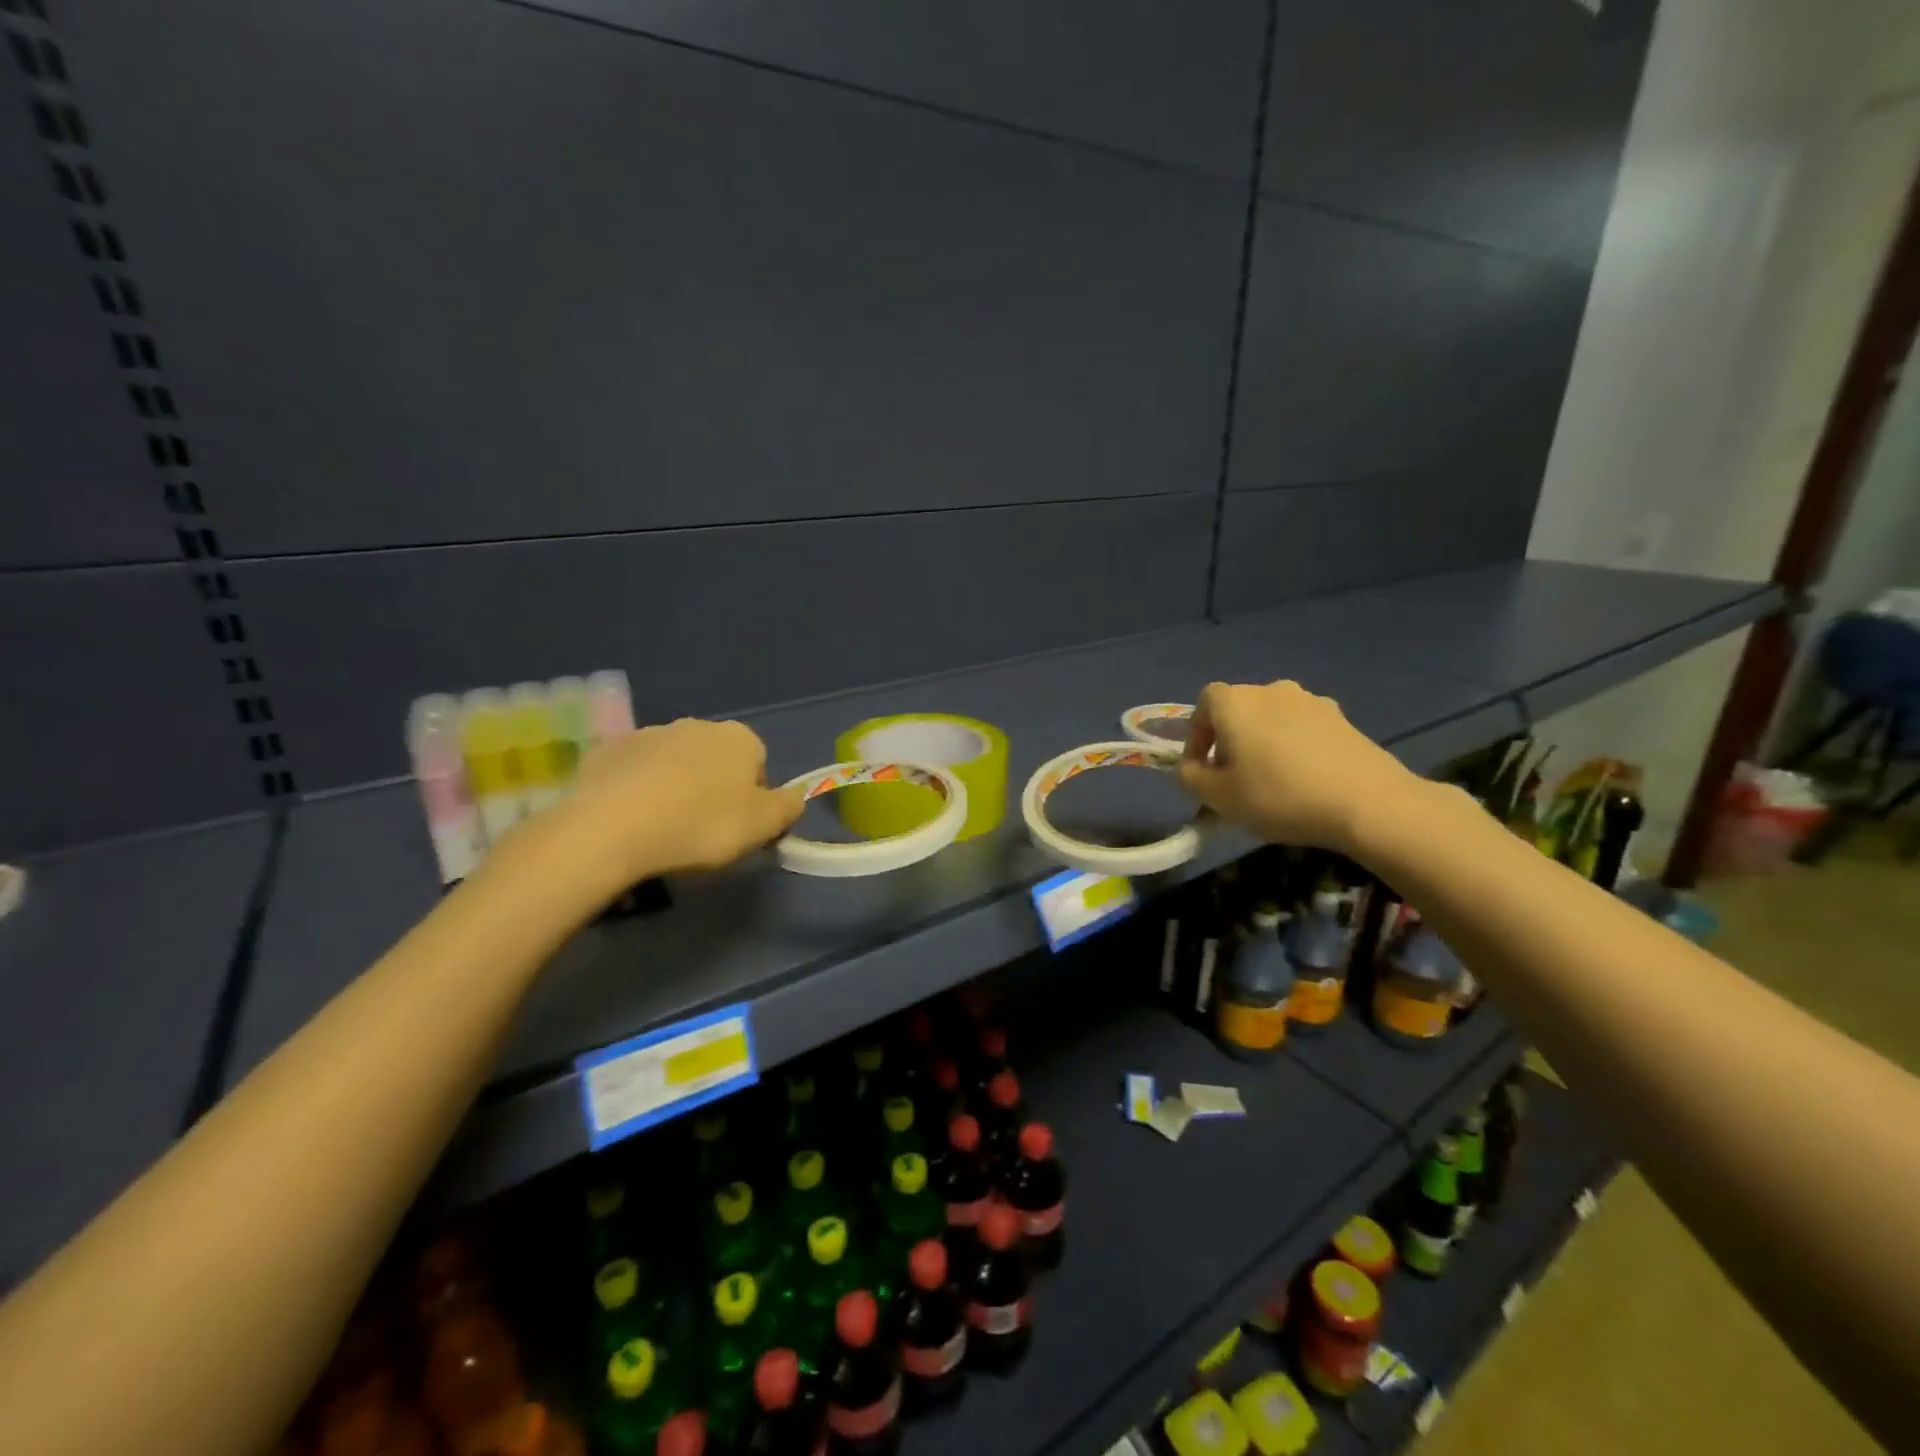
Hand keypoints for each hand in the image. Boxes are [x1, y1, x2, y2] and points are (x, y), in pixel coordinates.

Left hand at [557, 718, 804, 885]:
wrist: (613, 827)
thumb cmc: (702, 825)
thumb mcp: (763, 825)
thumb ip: (788, 807)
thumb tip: (795, 797)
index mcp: (739, 738)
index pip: (759, 763)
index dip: (754, 797)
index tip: (739, 828)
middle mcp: (697, 725)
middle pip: (716, 760)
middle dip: (714, 788)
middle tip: (704, 831)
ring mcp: (649, 734)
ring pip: (674, 764)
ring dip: (675, 788)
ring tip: (663, 830)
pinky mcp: (608, 751)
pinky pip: (634, 772)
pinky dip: (637, 791)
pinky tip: (630, 822)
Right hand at [1176, 680, 1418, 853]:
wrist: (1367, 802)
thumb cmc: (1279, 795)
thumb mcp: (1218, 797)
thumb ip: (1190, 778)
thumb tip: (1189, 768)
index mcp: (1236, 702)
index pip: (1203, 704)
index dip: (1197, 735)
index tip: (1201, 768)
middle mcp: (1271, 690)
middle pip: (1239, 710)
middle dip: (1230, 739)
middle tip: (1233, 777)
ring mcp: (1311, 701)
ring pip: (1272, 719)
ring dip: (1264, 742)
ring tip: (1271, 779)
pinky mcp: (1343, 719)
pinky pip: (1303, 729)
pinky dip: (1295, 747)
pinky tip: (1305, 779)